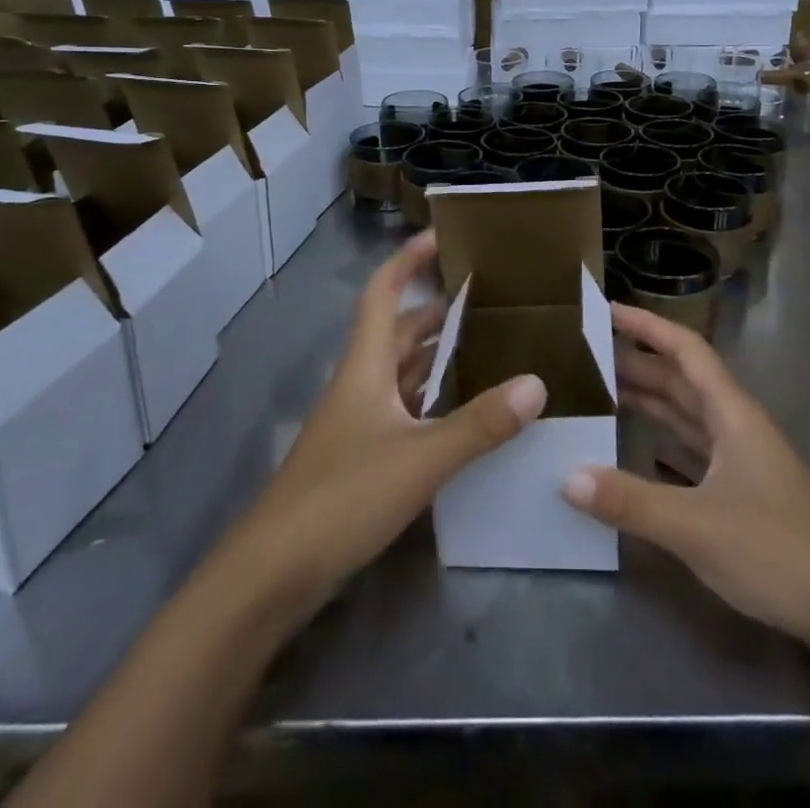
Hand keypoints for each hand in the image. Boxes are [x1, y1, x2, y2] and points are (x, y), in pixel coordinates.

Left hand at [237, 231, 547, 617]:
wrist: (272, 573)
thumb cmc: (342, 496)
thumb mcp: (420, 458)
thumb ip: (479, 423)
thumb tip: (536, 383)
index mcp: (366, 365)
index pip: (383, 292)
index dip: (408, 259)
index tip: (442, 236)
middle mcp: (361, 383)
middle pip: (399, 331)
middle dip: (437, 309)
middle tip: (487, 298)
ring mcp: (358, 422)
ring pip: (403, 372)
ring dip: (438, 355)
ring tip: (488, 347)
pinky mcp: (361, 457)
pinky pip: (405, 410)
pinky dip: (434, 400)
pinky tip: (464, 413)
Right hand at [562, 303, 809, 656]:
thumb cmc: (779, 552)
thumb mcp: (697, 527)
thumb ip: (632, 502)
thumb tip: (567, 477)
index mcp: (731, 413)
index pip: (685, 351)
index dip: (647, 326)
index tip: (606, 310)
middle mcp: (735, 426)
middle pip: (681, 379)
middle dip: (638, 362)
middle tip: (587, 354)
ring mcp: (741, 460)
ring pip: (686, 415)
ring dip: (648, 399)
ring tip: (601, 391)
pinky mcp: (741, 492)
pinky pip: (691, 450)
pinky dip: (661, 440)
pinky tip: (635, 448)